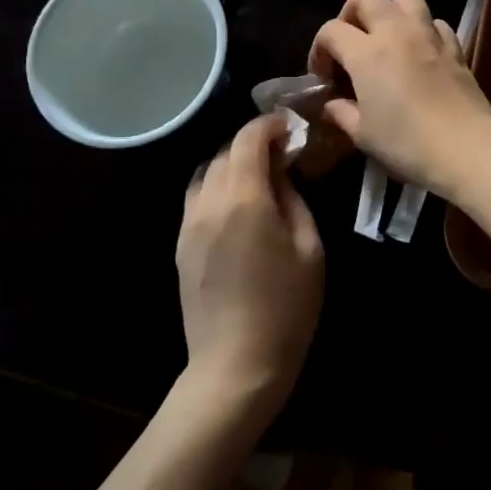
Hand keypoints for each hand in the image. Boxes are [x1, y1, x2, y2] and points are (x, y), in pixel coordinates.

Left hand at [176, 114, 324, 417]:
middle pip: (224, 153)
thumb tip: (282, 173)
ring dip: (232, 165)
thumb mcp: (310, 250)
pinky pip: (196, 199)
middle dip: (252, 144)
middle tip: (282, 154)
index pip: (248, 139)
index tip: (290, 127)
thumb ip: (294, 200)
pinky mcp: (180, 245)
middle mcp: (208, 203)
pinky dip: (216, 188)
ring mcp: (188, 224)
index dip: (269, 125)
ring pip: (205, 174)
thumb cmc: (286, 308)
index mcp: (244, 199)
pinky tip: (237, 206)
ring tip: (259, 178)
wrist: (235, 364)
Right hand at [309, 0, 490, 198]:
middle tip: (351, 44)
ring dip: (391, 11)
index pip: (331, 31)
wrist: (465, 147)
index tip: (323, 76)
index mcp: (366, 52)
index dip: (319, 50)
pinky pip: (435, 23)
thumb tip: (332, 104)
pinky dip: (423, 30)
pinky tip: (420, 54)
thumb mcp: (363, 134)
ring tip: (387, 39)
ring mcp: (429, 36)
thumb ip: (342, 113)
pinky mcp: (455, 48)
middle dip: (351, 13)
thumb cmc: (406, 143)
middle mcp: (396, 32)